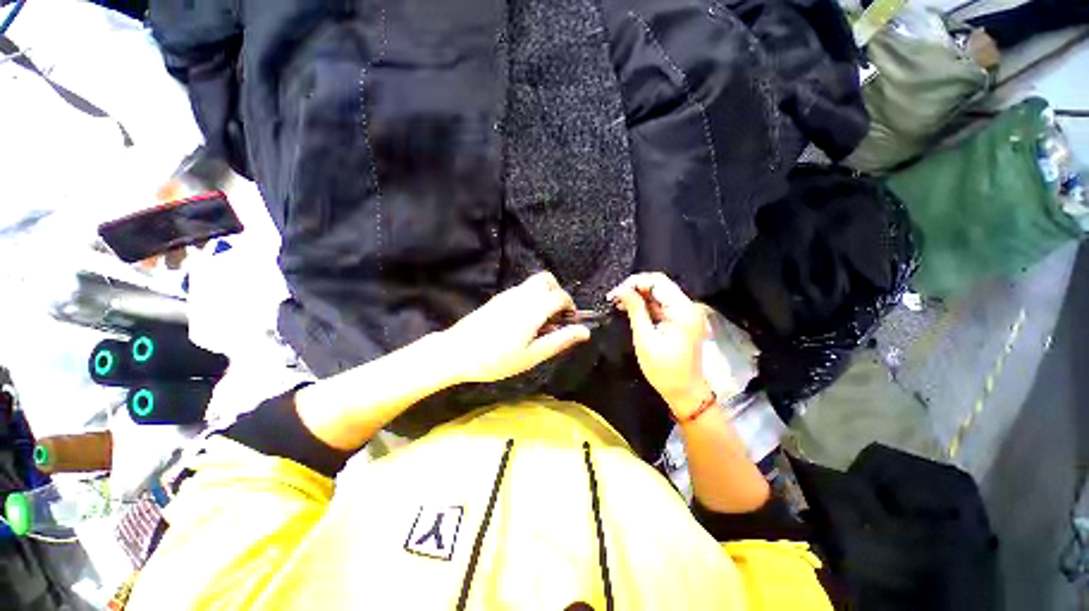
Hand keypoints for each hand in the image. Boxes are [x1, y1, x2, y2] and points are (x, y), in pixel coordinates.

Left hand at [441, 272, 590, 383]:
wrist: (456, 352)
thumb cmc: (497, 359)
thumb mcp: (532, 355)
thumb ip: (560, 340)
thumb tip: (585, 331)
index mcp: (534, 308)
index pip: (561, 296)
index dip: (570, 307)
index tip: (568, 323)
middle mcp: (522, 294)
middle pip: (547, 280)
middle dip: (558, 294)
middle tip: (555, 317)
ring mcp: (508, 294)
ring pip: (534, 283)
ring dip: (544, 296)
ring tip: (540, 322)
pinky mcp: (498, 298)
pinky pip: (522, 290)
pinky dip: (531, 298)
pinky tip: (523, 321)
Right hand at [608, 273, 711, 418]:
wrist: (686, 392)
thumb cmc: (664, 370)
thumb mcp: (645, 339)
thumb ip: (635, 310)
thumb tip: (621, 290)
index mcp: (682, 310)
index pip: (657, 281)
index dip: (634, 282)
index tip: (615, 293)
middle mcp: (688, 306)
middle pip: (660, 285)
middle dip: (635, 288)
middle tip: (615, 298)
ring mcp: (687, 313)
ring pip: (660, 293)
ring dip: (639, 295)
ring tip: (619, 303)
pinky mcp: (683, 320)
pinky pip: (663, 304)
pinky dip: (647, 305)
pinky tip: (631, 309)